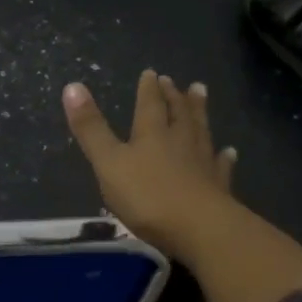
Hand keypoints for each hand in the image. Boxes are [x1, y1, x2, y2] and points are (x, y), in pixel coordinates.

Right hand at [63, 70, 301, 301]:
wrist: (200, 229)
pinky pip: (221, 166)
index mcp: (152, 134)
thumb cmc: (148, 196)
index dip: (148, 89)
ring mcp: (203, 164)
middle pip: (179, 113)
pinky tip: (229, 152)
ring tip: (201, 95)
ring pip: (201, 132)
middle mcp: (180, 142)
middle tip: (177, 81)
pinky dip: (224, 157)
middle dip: (175, 96)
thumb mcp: (109, 163)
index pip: (150, 104)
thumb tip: (72, 85)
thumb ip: (91, 129)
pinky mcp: (219, 188)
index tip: (152, 72)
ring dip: (199, 113)